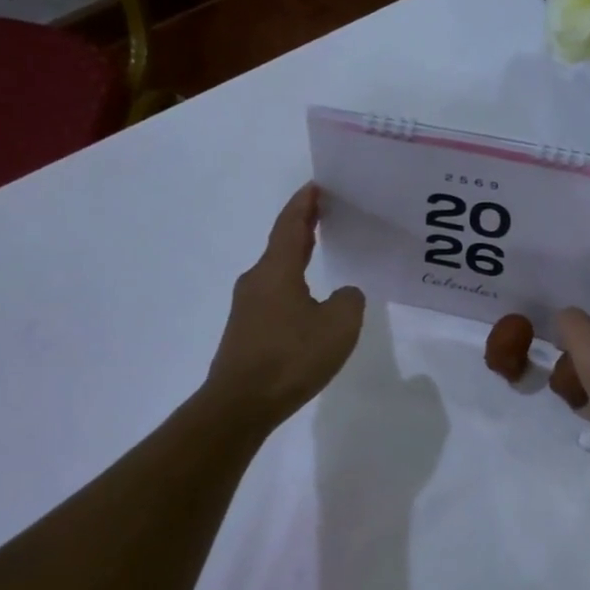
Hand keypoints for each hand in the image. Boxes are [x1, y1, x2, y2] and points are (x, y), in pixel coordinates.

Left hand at [205, 184, 364, 430]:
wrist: (240, 404)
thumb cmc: (291, 357)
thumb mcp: (339, 325)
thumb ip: (349, 300)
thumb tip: (343, 295)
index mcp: (277, 270)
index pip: (291, 225)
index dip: (305, 203)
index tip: (317, 185)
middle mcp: (257, 280)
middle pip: (282, 244)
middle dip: (304, 226)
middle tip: (327, 212)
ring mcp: (248, 307)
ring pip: (278, 272)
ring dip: (298, 258)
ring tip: (322, 253)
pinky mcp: (247, 331)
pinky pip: (275, 296)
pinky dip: (294, 286)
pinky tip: (310, 302)